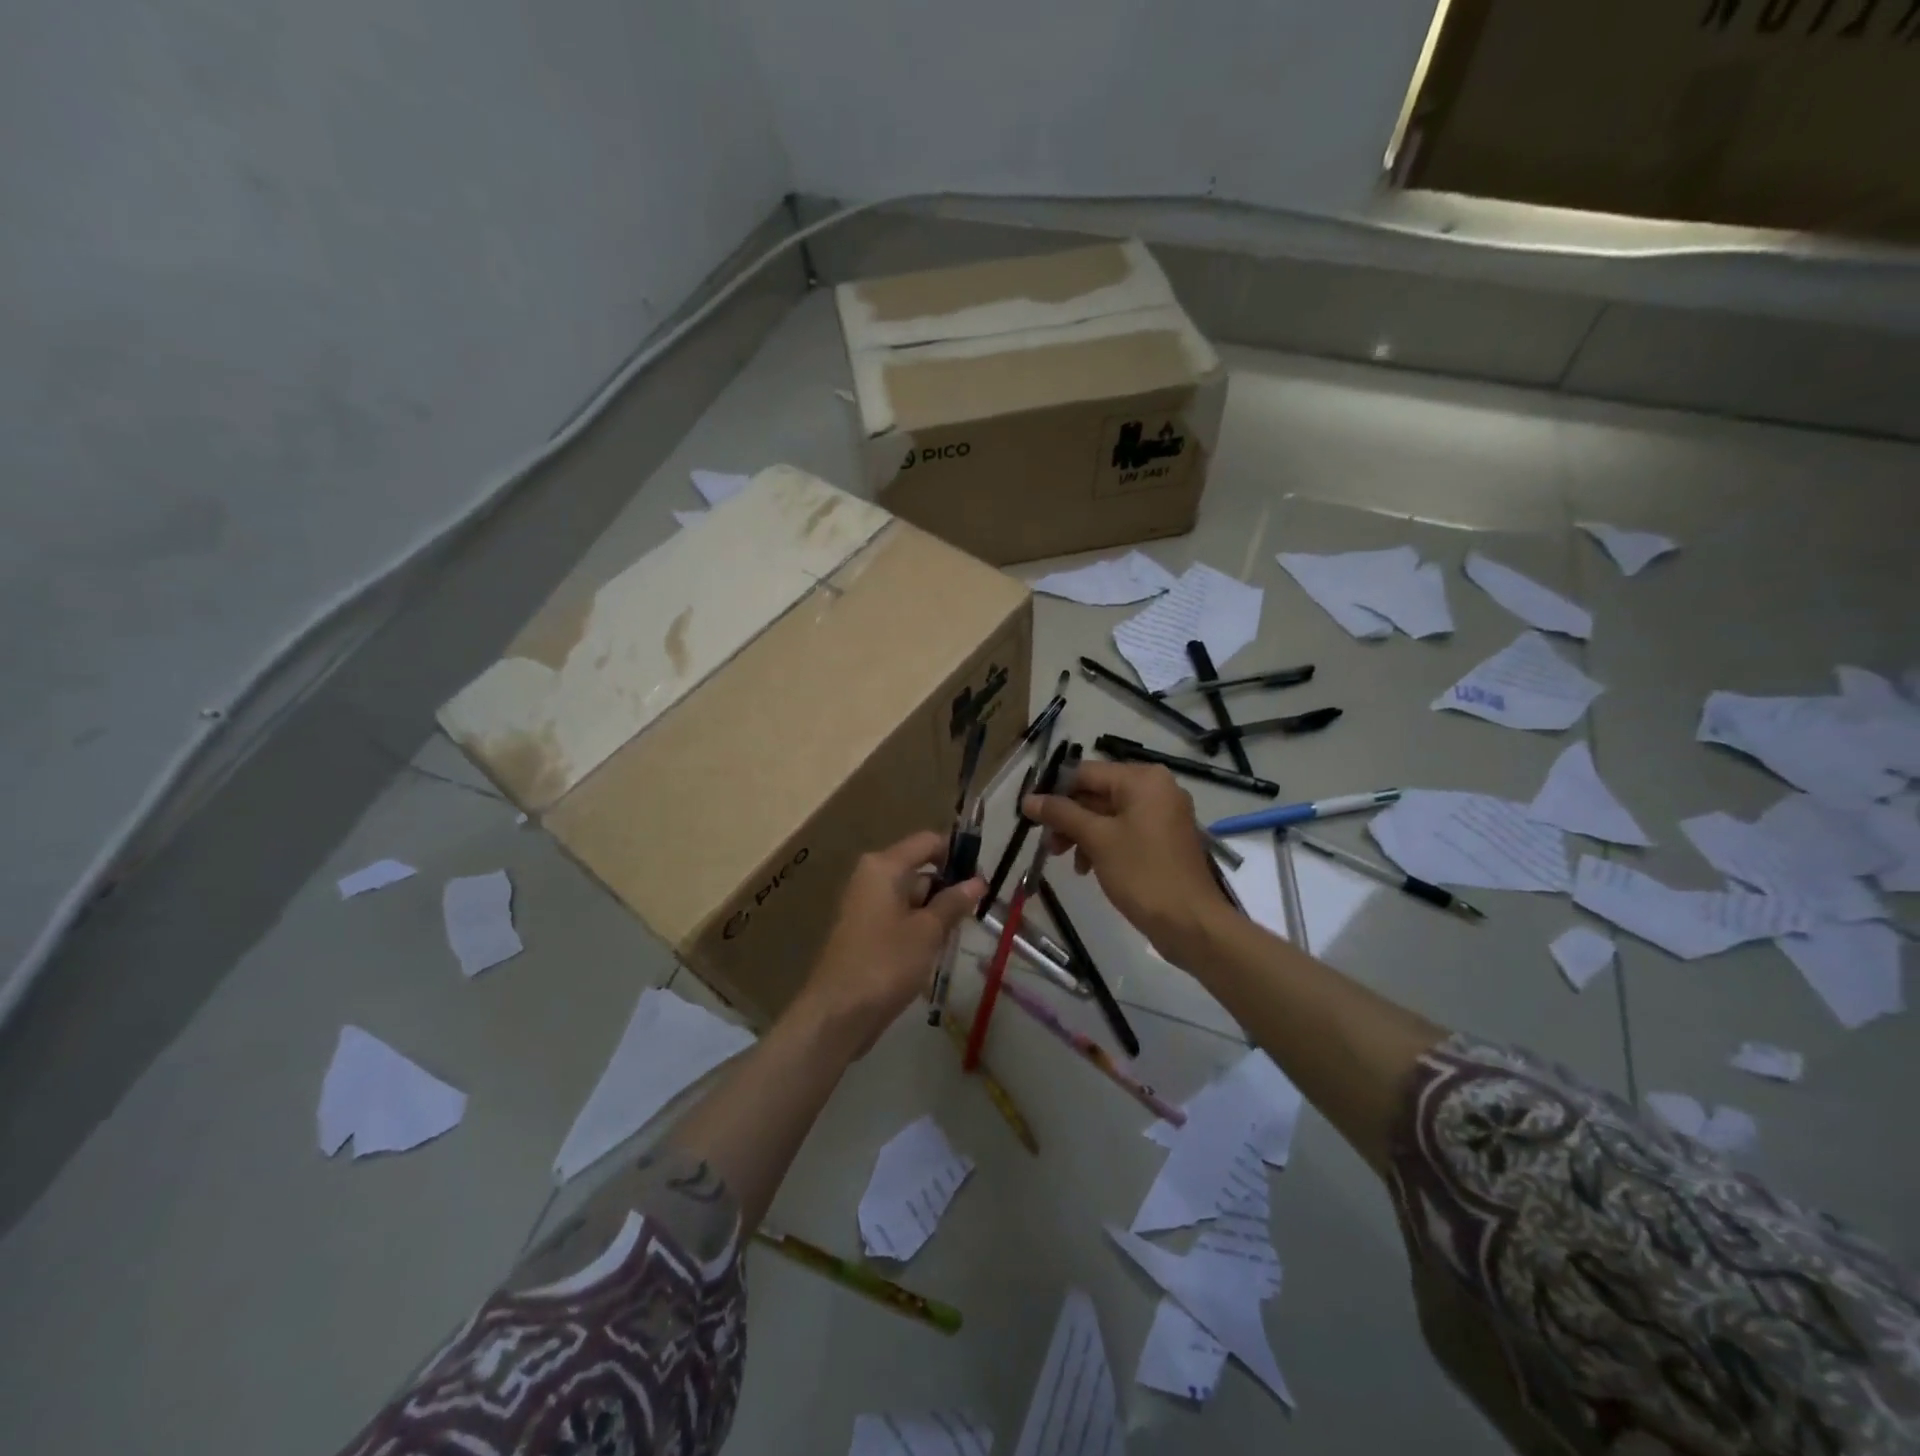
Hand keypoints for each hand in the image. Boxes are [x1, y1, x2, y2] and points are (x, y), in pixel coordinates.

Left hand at [796, 829, 982, 1055]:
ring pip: (911, 894)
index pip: (927, 842)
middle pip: (919, 867)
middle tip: (977, 911)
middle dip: (948, 887)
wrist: (837, 1014)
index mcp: (883, 866)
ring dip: (935, 910)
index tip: (982, 878)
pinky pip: (899, 915)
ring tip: (960, 932)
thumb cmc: (885, 963)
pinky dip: (919, 925)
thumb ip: (953, 902)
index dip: (957, 854)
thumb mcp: (927, 931)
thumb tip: (978, 881)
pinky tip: (936, 947)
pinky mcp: (864, 930)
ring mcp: (865, 904)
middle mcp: (871, 877)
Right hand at [1025, 761, 1226, 963]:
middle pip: (1097, 793)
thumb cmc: (1142, 873)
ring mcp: (1163, 814)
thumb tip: (1028, 799)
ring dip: (1082, 833)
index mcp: (1143, 779)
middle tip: (1047, 843)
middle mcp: (1156, 788)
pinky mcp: (1164, 838)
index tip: (1030, 814)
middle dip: (1069, 817)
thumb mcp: (1096, 839)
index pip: (1086, 773)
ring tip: (1063, 858)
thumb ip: (1061, 814)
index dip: (1054, 791)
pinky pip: (1125, 830)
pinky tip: (1087, 867)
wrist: (1191, 923)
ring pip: (1109, 814)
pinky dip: (1103, 843)